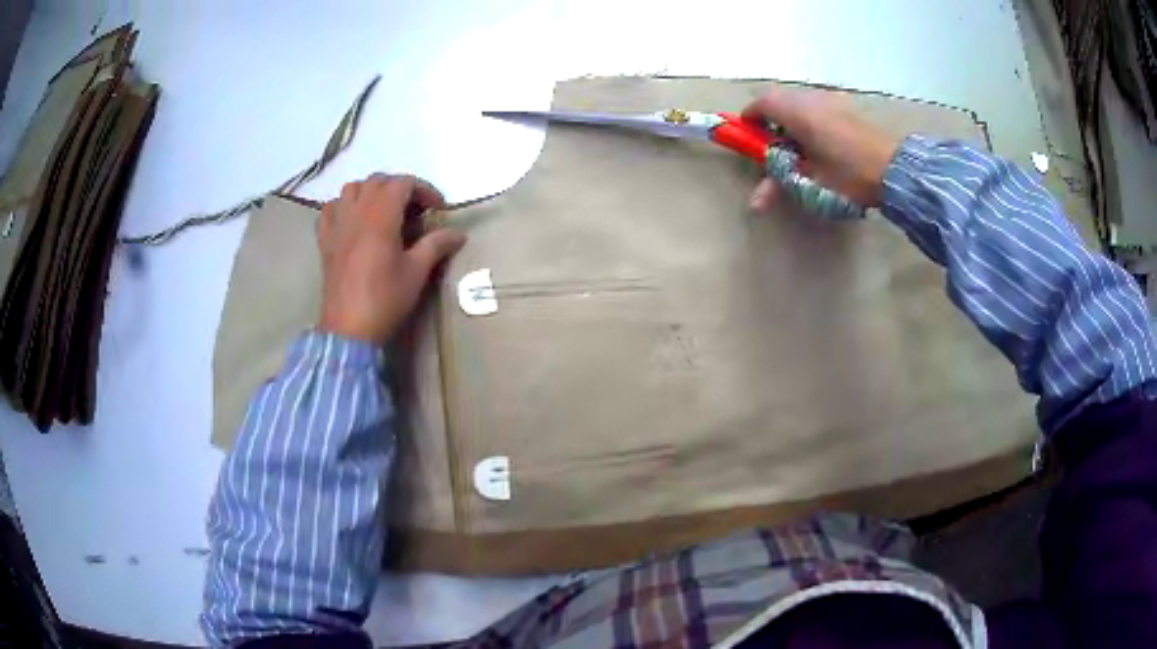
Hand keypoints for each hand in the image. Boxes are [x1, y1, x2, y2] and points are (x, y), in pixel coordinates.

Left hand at [318, 174, 465, 343]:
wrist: (348, 329)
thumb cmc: (385, 299)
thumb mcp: (416, 272)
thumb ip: (436, 245)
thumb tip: (459, 233)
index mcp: (380, 217)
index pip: (403, 183)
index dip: (424, 190)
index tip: (438, 209)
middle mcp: (356, 212)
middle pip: (378, 181)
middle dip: (400, 188)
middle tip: (416, 209)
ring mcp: (337, 225)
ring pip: (352, 189)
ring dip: (371, 191)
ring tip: (384, 210)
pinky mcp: (325, 240)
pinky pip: (330, 208)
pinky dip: (343, 205)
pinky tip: (353, 220)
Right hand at [742, 87, 901, 210]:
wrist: (895, 169)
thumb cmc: (850, 175)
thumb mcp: (812, 183)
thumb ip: (780, 186)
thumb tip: (753, 206)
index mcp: (797, 112)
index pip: (761, 104)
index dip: (750, 118)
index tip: (749, 136)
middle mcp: (811, 98)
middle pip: (779, 99)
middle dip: (771, 118)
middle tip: (774, 143)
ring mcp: (831, 99)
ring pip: (800, 100)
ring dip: (791, 116)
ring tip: (799, 143)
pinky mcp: (847, 105)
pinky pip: (818, 103)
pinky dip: (810, 116)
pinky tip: (823, 139)